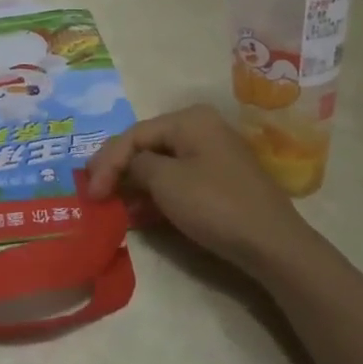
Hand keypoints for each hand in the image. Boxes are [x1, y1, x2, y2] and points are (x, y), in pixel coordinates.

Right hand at [85, 105, 317, 276]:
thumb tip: (129, 166)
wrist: (272, 244)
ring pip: (162, 164)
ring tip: (113, 206)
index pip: (134, 134)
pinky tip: (141, 213)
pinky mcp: (221, 180)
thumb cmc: (215, 205)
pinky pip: (179, 179)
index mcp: (189, 119)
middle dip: (119, 170)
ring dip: (135, 184)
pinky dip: (157, 194)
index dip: (107, 162)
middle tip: (95, 194)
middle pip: (147, 145)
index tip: (90, 192)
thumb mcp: (166, 182)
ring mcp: (214, 154)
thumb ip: (136, 165)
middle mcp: (202, 128)